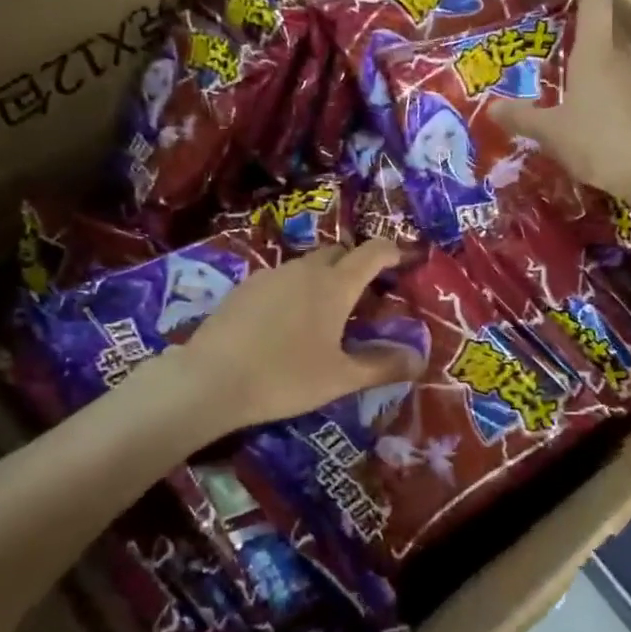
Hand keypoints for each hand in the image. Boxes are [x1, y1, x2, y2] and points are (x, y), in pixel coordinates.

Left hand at [177, 239, 420, 433]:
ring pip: (307, 264)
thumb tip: (419, 361)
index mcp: (335, 285)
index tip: (403, 260)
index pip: (372, 252)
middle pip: (338, 252)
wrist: (211, 379)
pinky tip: (287, 319)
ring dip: (324, 276)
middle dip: (356, 264)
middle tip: (365, 292)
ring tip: (326, 309)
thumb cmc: (285, 377)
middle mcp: (305, 270)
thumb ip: (381, 366)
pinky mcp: (245, 287)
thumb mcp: (340, 378)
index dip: (392, 251)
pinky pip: (281, 277)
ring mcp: (271, 274)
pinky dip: (295, 288)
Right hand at [489, 0, 630, 203]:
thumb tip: (492, 108)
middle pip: (605, 21)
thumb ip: (522, 118)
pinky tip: (587, 97)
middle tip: (562, 9)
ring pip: (614, 50)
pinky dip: (601, 75)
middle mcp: (622, 56)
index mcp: (597, 51)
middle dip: (586, 9)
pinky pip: (619, 76)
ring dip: (593, 45)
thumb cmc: (600, 142)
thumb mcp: (552, 132)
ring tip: (568, 56)